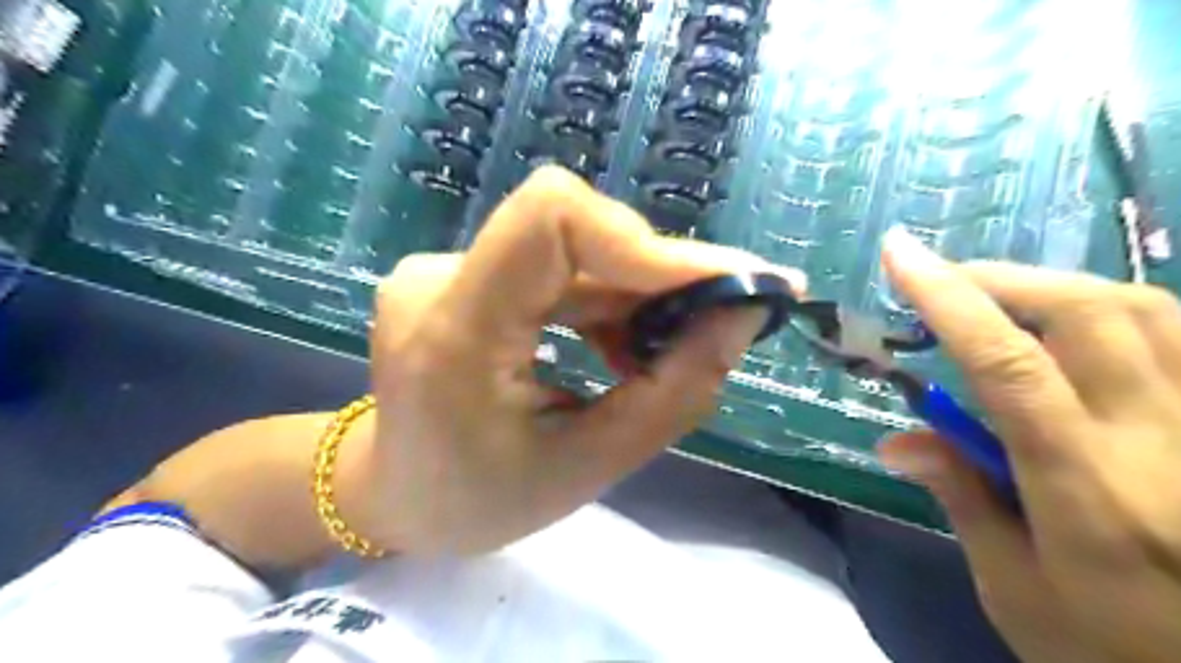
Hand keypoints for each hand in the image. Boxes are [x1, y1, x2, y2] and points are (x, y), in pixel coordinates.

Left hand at [357, 168, 802, 555]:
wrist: (396, 494)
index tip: (721, 285)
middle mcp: (439, 277)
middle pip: (573, 232)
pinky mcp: (463, 276)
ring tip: (664, 351)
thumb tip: (745, 313)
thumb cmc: (479, 501)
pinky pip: (553, 268)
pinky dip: (605, 301)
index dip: (646, 241)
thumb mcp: (588, 467)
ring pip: (570, 251)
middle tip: (720, 322)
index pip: (552, 217)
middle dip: (657, 276)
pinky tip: (621, 347)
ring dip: (634, 293)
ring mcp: (445, 270)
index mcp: (455, 329)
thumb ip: (675, 391)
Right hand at [875, 227, 1179, 662]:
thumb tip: (897, 440)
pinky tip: (1079, 324)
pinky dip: (1121, 309)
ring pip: (1149, 310)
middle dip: (999, 279)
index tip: (899, 254)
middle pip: (1087, 314)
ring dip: (1056, 287)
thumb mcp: (1016, 591)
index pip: (1007, 365)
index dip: (948, 299)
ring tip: (1001, 297)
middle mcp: (1162, 440)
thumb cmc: (1119, 651)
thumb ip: (961, 499)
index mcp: (1087, 489)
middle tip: (943, 280)